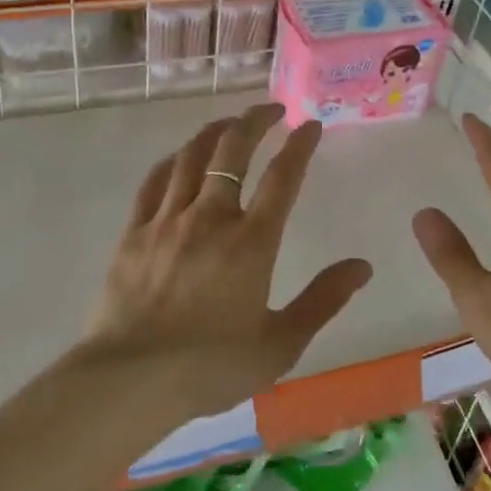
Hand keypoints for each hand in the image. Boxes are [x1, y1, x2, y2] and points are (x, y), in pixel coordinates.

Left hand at [85, 103, 371, 420]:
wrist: (128, 381)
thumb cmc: (210, 367)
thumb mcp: (280, 344)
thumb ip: (323, 300)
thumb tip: (362, 267)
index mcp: (251, 242)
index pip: (283, 178)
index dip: (299, 146)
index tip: (310, 124)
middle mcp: (211, 217)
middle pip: (233, 151)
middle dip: (255, 121)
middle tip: (271, 108)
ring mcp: (167, 220)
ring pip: (191, 157)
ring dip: (215, 132)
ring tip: (230, 123)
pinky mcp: (134, 232)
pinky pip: (153, 182)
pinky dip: (172, 160)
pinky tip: (179, 157)